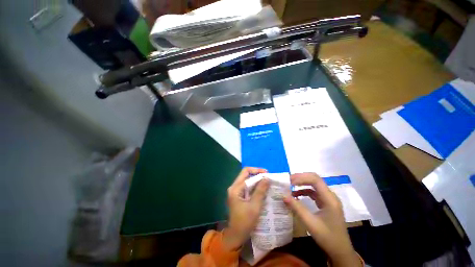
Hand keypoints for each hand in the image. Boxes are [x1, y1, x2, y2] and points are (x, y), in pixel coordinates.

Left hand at [222, 167, 269, 250]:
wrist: (236, 236)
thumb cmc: (245, 222)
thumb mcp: (254, 206)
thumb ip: (260, 191)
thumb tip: (267, 178)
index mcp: (235, 188)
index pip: (246, 172)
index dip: (257, 170)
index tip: (267, 173)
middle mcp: (234, 187)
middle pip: (246, 175)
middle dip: (257, 174)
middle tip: (268, 177)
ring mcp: (236, 191)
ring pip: (247, 180)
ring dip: (257, 180)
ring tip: (267, 182)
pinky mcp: (239, 196)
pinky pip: (247, 187)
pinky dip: (255, 186)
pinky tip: (262, 189)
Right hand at [283, 173, 359, 266]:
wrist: (340, 251)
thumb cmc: (328, 238)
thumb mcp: (310, 223)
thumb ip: (297, 208)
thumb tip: (283, 195)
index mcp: (330, 199)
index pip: (315, 180)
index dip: (301, 178)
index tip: (289, 182)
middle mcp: (330, 196)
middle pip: (315, 179)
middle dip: (300, 178)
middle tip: (288, 181)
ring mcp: (328, 199)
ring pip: (314, 184)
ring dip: (302, 183)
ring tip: (290, 186)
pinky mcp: (325, 203)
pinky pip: (314, 192)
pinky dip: (304, 191)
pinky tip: (296, 195)